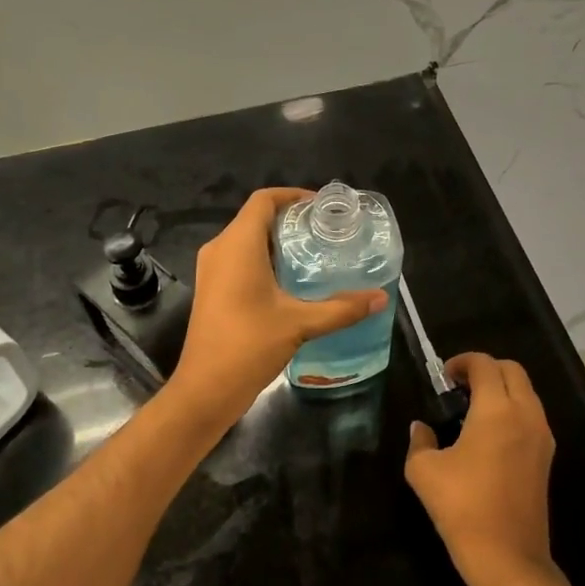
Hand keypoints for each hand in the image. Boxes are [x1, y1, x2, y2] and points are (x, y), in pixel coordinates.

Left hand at [170, 188, 387, 429]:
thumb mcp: (300, 324)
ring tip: (314, 253)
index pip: (263, 200)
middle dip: (290, 220)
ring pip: (246, 240)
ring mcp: (211, 270)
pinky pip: (239, 259)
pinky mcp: (211, 289)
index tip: (322, 207)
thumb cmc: (249, 345)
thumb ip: (341, 309)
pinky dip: (264, 259)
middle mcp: (220, 249)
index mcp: (237, 244)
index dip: (292, 196)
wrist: (204, 390)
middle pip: (256, 218)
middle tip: (325, 232)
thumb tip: (380, 298)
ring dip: (277, 241)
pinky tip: (290, 280)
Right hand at [405, 353, 561, 585]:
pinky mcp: (546, 460)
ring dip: (501, 389)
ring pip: (526, 393)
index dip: (462, 362)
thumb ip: (420, 441)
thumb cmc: (463, 508)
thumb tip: (421, 428)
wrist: (509, 560)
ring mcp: (542, 438)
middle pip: (512, 371)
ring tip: (471, 409)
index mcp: (497, 410)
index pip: (485, 364)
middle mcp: (525, 415)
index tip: (443, 377)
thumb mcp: (424, 471)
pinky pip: (531, 417)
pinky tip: (487, 435)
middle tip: (458, 386)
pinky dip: (512, 410)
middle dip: (486, 369)